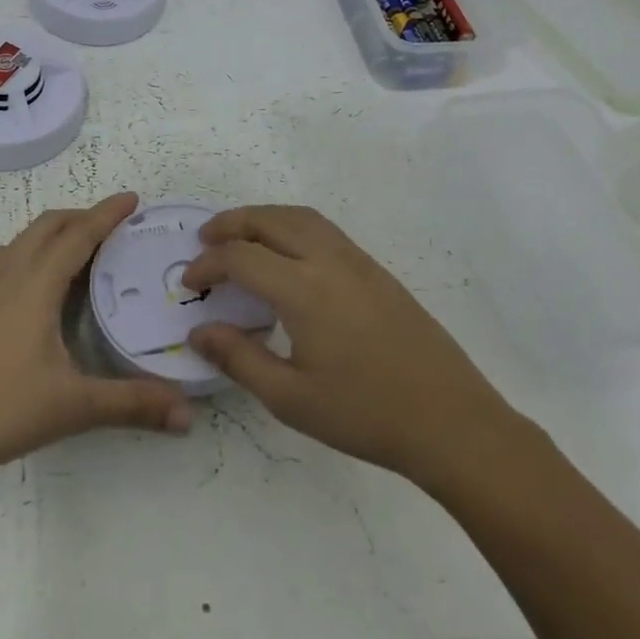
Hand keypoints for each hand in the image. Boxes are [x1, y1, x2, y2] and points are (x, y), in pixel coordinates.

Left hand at [0, 193, 192, 477]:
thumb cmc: (2, 410)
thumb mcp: (75, 406)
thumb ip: (133, 404)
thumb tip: (188, 414)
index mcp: (36, 285)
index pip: (78, 236)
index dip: (106, 214)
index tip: (132, 199)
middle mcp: (7, 276)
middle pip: (47, 227)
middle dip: (81, 218)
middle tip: (114, 227)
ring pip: (19, 241)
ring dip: (50, 233)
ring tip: (74, 247)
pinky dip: (11, 254)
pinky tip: (16, 273)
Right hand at [182, 205, 517, 486]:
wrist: (450, 420)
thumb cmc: (364, 413)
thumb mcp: (290, 398)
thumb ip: (239, 358)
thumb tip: (199, 331)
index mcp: (304, 290)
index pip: (242, 257)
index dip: (208, 264)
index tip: (189, 283)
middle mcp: (330, 261)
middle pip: (272, 220)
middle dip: (233, 223)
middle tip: (205, 239)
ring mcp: (359, 262)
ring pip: (303, 217)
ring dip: (265, 218)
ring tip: (242, 238)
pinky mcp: (378, 272)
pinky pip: (326, 230)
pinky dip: (293, 227)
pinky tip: (288, 257)